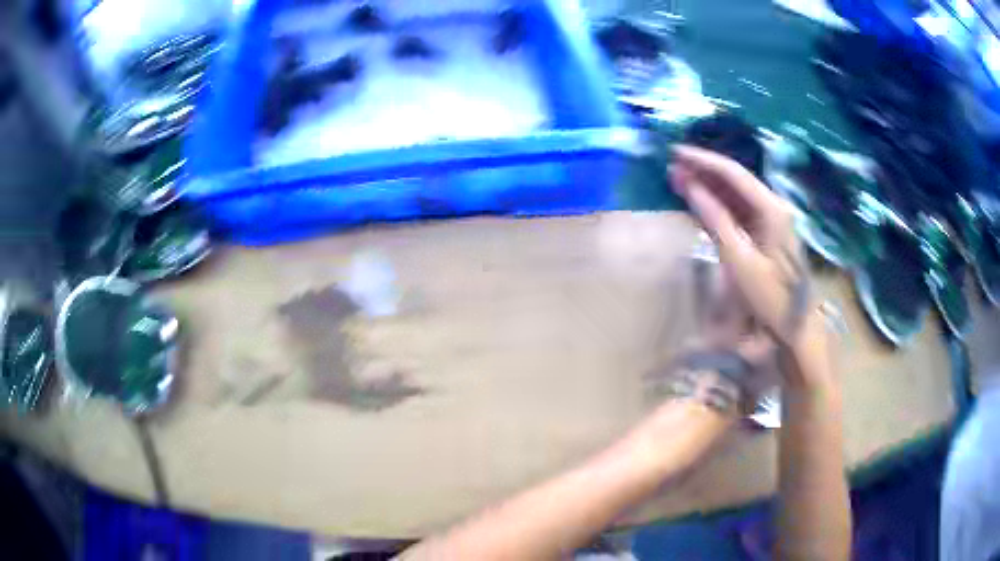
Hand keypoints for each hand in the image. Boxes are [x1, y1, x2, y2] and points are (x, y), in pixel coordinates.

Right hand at [670, 145, 811, 346]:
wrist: (795, 326)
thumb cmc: (770, 296)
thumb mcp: (740, 260)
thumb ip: (715, 220)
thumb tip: (691, 187)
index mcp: (772, 208)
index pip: (734, 174)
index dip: (703, 161)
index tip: (676, 153)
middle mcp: (773, 205)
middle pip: (734, 180)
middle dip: (703, 172)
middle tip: (672, 167)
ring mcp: (770, 219)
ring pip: (735, 195)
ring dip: (708, 187)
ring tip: (678, 180)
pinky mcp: (764, 232)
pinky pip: (738, 211)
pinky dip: (717, 206)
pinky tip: (698, 202)